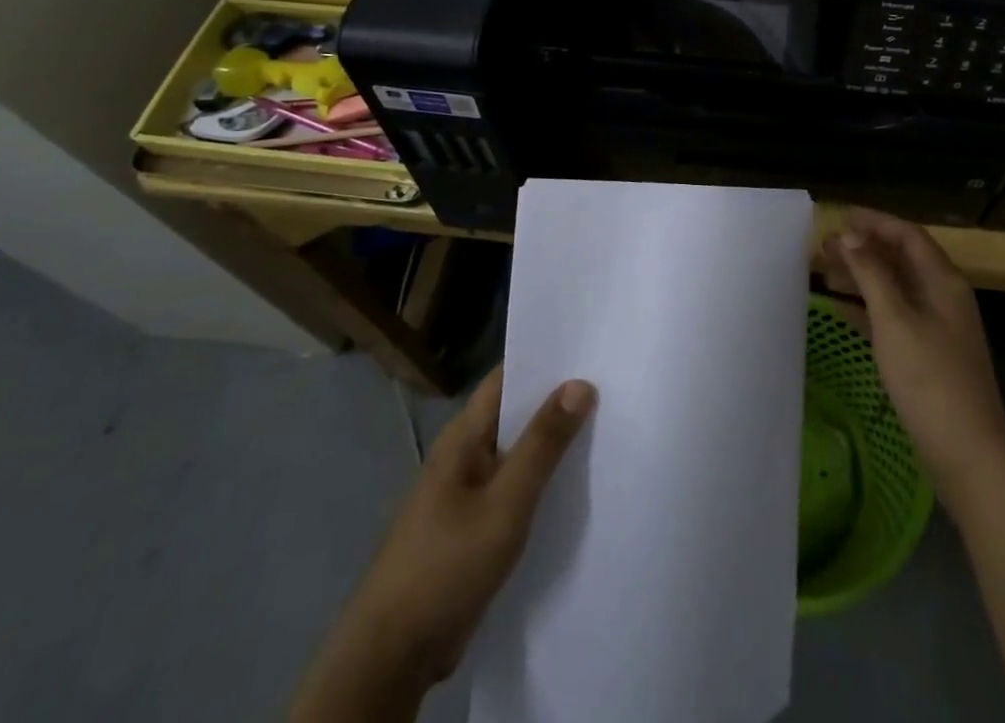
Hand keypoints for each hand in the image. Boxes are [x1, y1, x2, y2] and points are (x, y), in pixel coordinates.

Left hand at [291, 367, 593, 720]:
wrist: (392, 656)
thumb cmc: (447, 565)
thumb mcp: (505, 503)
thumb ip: (542, 444)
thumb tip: (580, 383)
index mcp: (463, 436)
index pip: (507, 377)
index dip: (546, 359)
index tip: (591, 348)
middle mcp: (464, 455)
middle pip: (515, 413)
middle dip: (558, 400)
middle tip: (612, 384)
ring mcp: (466, 493)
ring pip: (517, 452)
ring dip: (552, 443)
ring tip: (607, 426)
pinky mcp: (472, 528)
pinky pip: (513, 488)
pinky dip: (542, 480)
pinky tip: (576, 486)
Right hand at [821, 209, 1004, 497]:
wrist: (968, 455)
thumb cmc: (930, 380)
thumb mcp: (895, 320)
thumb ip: (872, 274)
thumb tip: (850, 235)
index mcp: (943, 281)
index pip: (907, 235)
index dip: (874, 221)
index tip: (839, 216)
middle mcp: (943, 296)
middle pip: (900, 259)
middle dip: (863, 248)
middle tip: (823, 245)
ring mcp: (937, 327)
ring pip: (895, 287)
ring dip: (862, 275)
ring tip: (824, 270)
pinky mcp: (928, 354)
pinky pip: (893, 315)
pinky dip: (867, 307)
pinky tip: (839, 308)